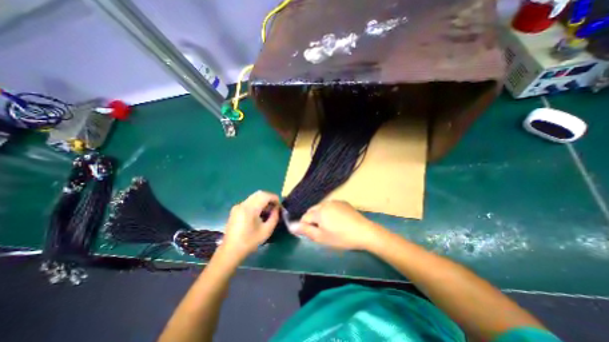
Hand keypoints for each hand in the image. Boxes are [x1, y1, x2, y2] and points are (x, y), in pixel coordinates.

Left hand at [221, 192, 279, 259]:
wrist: (230, 250)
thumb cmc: (249, 242)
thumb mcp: (266, 231)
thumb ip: (274, 217)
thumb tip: (277, 208)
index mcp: (250, 209)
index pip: (265, 196)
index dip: (274, 198)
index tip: (279, 205)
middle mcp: (243, 204)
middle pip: (259, 194)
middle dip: (269, 198)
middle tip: (275, 207)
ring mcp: (238, 206)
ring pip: (254, 196)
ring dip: (263, 200)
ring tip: (268, 210)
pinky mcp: (236, 209)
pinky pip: (249, 201)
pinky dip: (257, 203)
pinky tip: (259, 213)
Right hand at [293, 200, 381, 250]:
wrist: (364, 232)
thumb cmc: (341, 237)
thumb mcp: (321, 237)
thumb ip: (305, 231)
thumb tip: (291, 226)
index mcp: (319, 211)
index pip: (305, 217)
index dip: (305, 226)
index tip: (311, 234)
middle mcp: (325, 203)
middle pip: (312, 211)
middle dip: (312, 220)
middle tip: (320, 231)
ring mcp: (335, 201)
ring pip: (321, 208)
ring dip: (320, 216)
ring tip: (329, 226)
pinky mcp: (343, 202)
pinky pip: (331, 206)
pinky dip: (329, 212)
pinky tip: (337, 221)